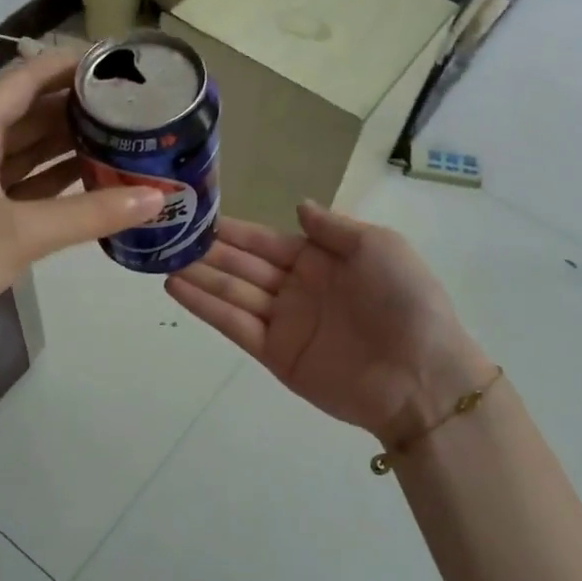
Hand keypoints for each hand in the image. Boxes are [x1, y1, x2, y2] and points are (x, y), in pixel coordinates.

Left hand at [0, 50, 160, 368]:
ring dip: (70, 145)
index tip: (112, 61)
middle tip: (129, 104)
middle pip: (30, 114)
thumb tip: (157, 198)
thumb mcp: (22, 232)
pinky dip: (58, 183)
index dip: (64, 65)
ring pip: (30, 152)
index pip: (23, 81)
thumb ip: (90, 213)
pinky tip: (95, 181)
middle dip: (76, 108)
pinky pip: (28, 186)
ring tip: (122, 137)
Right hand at [166, 202, 495, 443]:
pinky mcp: (274, 354)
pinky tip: (176, 287)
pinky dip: (205, 306)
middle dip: (207, 251)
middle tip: (167, 234)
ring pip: (231, 292)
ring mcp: (283, 323)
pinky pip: (234, 324)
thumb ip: (332, 228)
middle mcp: (296, 289)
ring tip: (161, 258)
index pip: (266, 241)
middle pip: (243, 265)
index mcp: (321, 260)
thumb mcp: (378, 247)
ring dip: (198, 275)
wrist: (421, 375)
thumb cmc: (404, 301)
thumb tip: (297, 205)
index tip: (198, 214)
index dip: (234, 230)